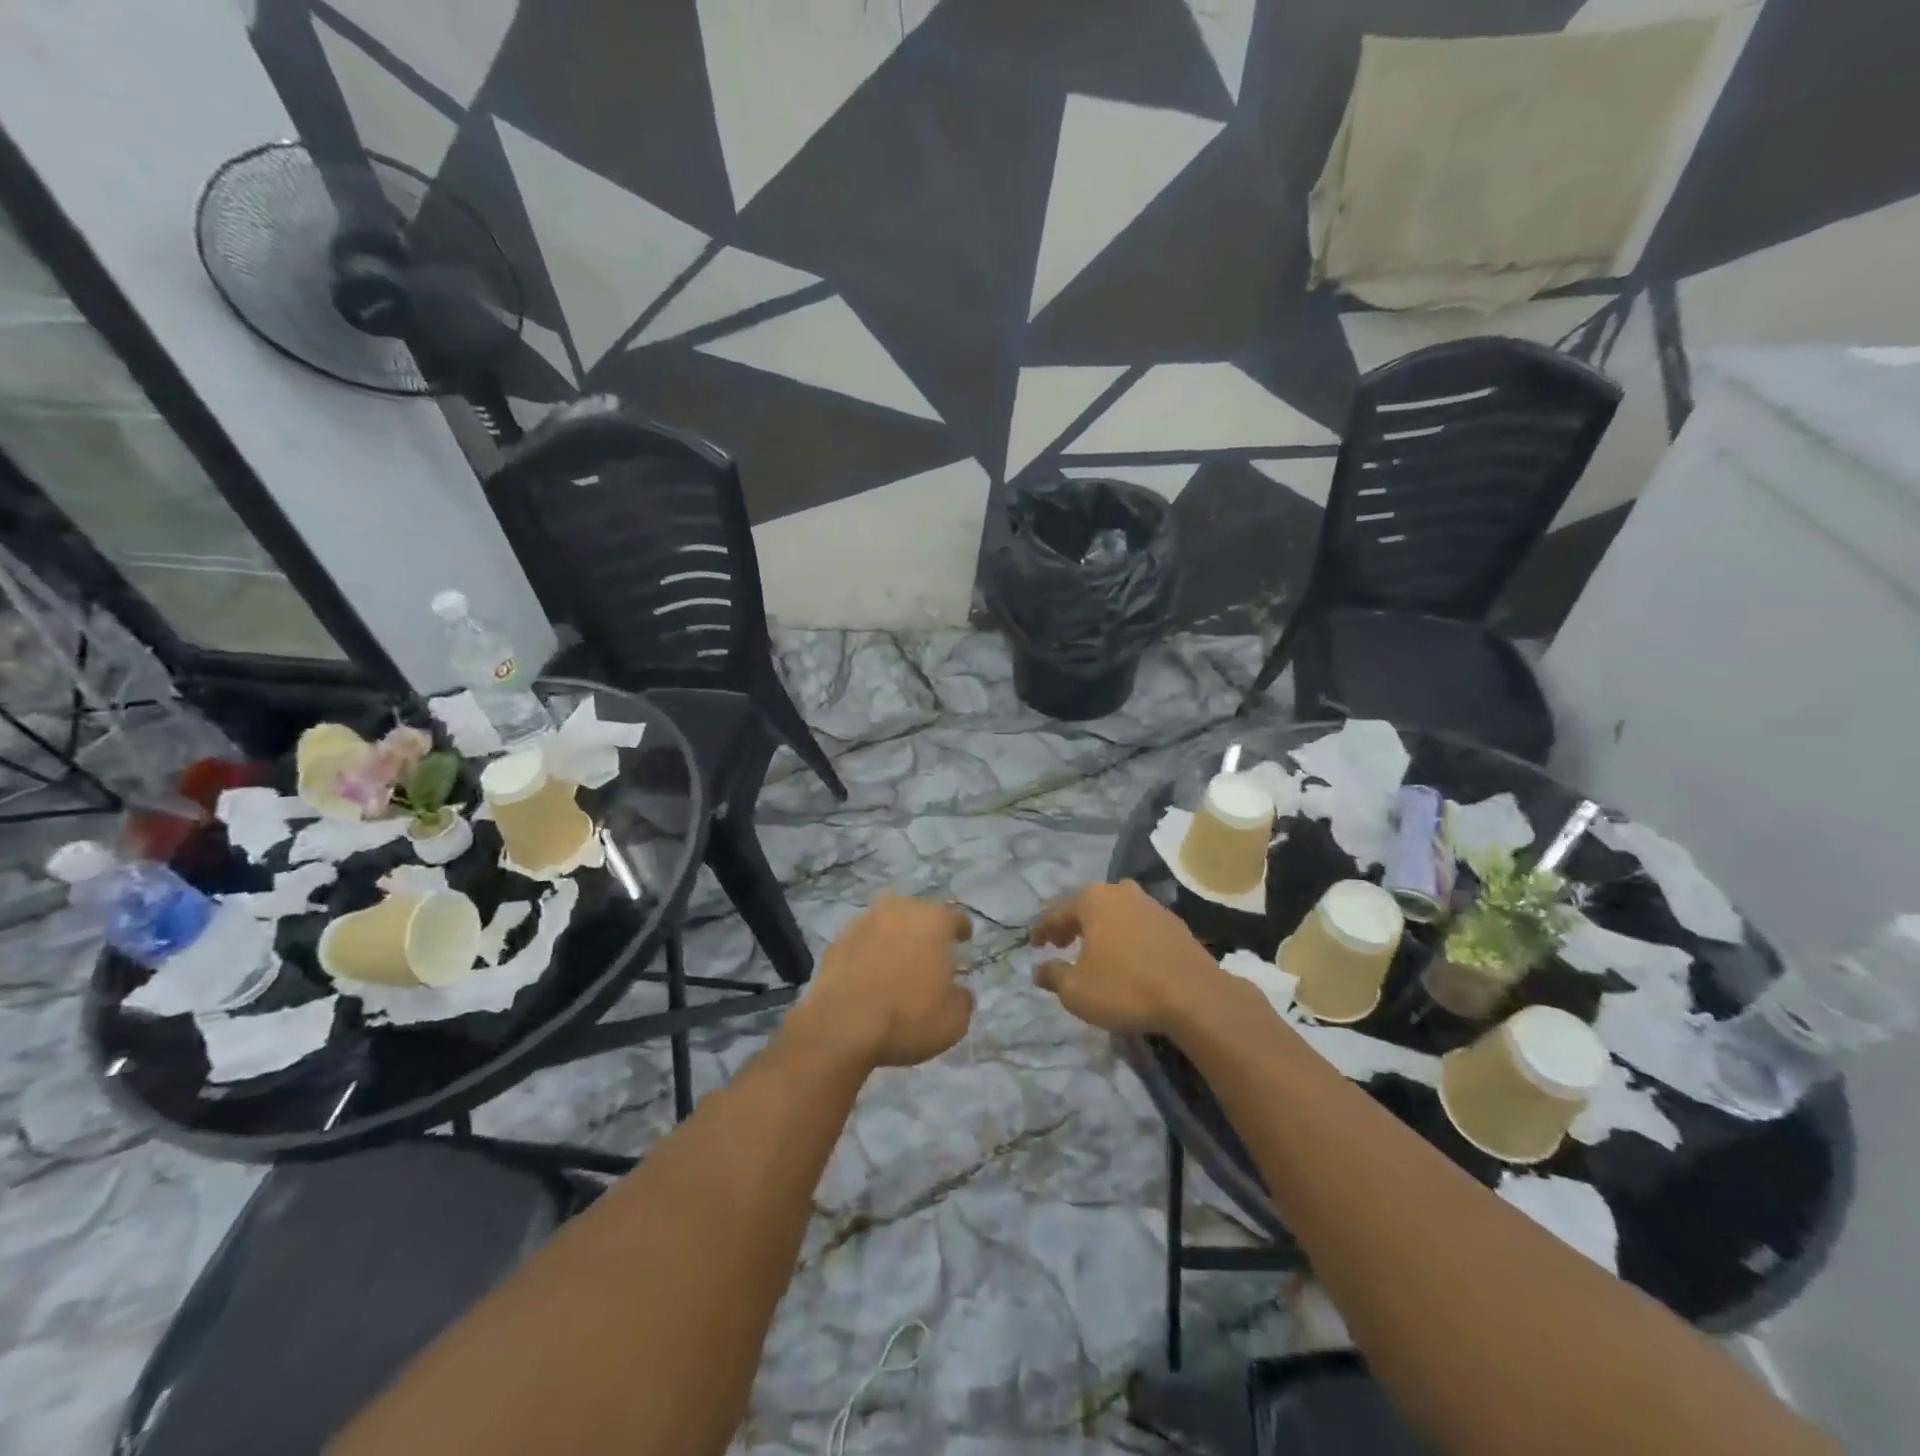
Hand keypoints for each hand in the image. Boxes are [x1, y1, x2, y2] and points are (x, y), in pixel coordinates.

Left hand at [783, 895, 973, 1068]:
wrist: (841, 1025)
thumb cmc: (907, 1017)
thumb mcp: (954, 1020)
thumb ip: (962, 998)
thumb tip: (957, 991)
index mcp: (933, 920)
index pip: (955, 917)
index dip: (962, 930)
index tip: (963, 942)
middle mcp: (899, 909)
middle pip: (919, 913)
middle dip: (927, 930)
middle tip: (931, 954)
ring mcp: (864, 920)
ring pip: (888, 923)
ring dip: (896, 937)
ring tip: (898, 962)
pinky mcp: (837, 939)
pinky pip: (863, 940)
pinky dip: (870, 951)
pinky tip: (870, 973)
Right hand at [1030, 881, 1225, 1034]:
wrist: (1195, 997)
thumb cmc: (1126, 988)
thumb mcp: (1077, 990)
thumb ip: (1053, 976)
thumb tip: (1038, 969)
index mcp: (1093, 899)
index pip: (1057, 911)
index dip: (1042, 930)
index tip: (1033, 946)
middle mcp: (1121, 892)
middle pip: (1087, 906)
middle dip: (1071, 925)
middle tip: (1060, 944)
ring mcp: (1151, 904)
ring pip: (1115, 913)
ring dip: (1100, 929)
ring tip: (1093, 951)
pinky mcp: (1174, 923)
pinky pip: (1138, 925)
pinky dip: (1125, 936)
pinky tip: (1126, 957)